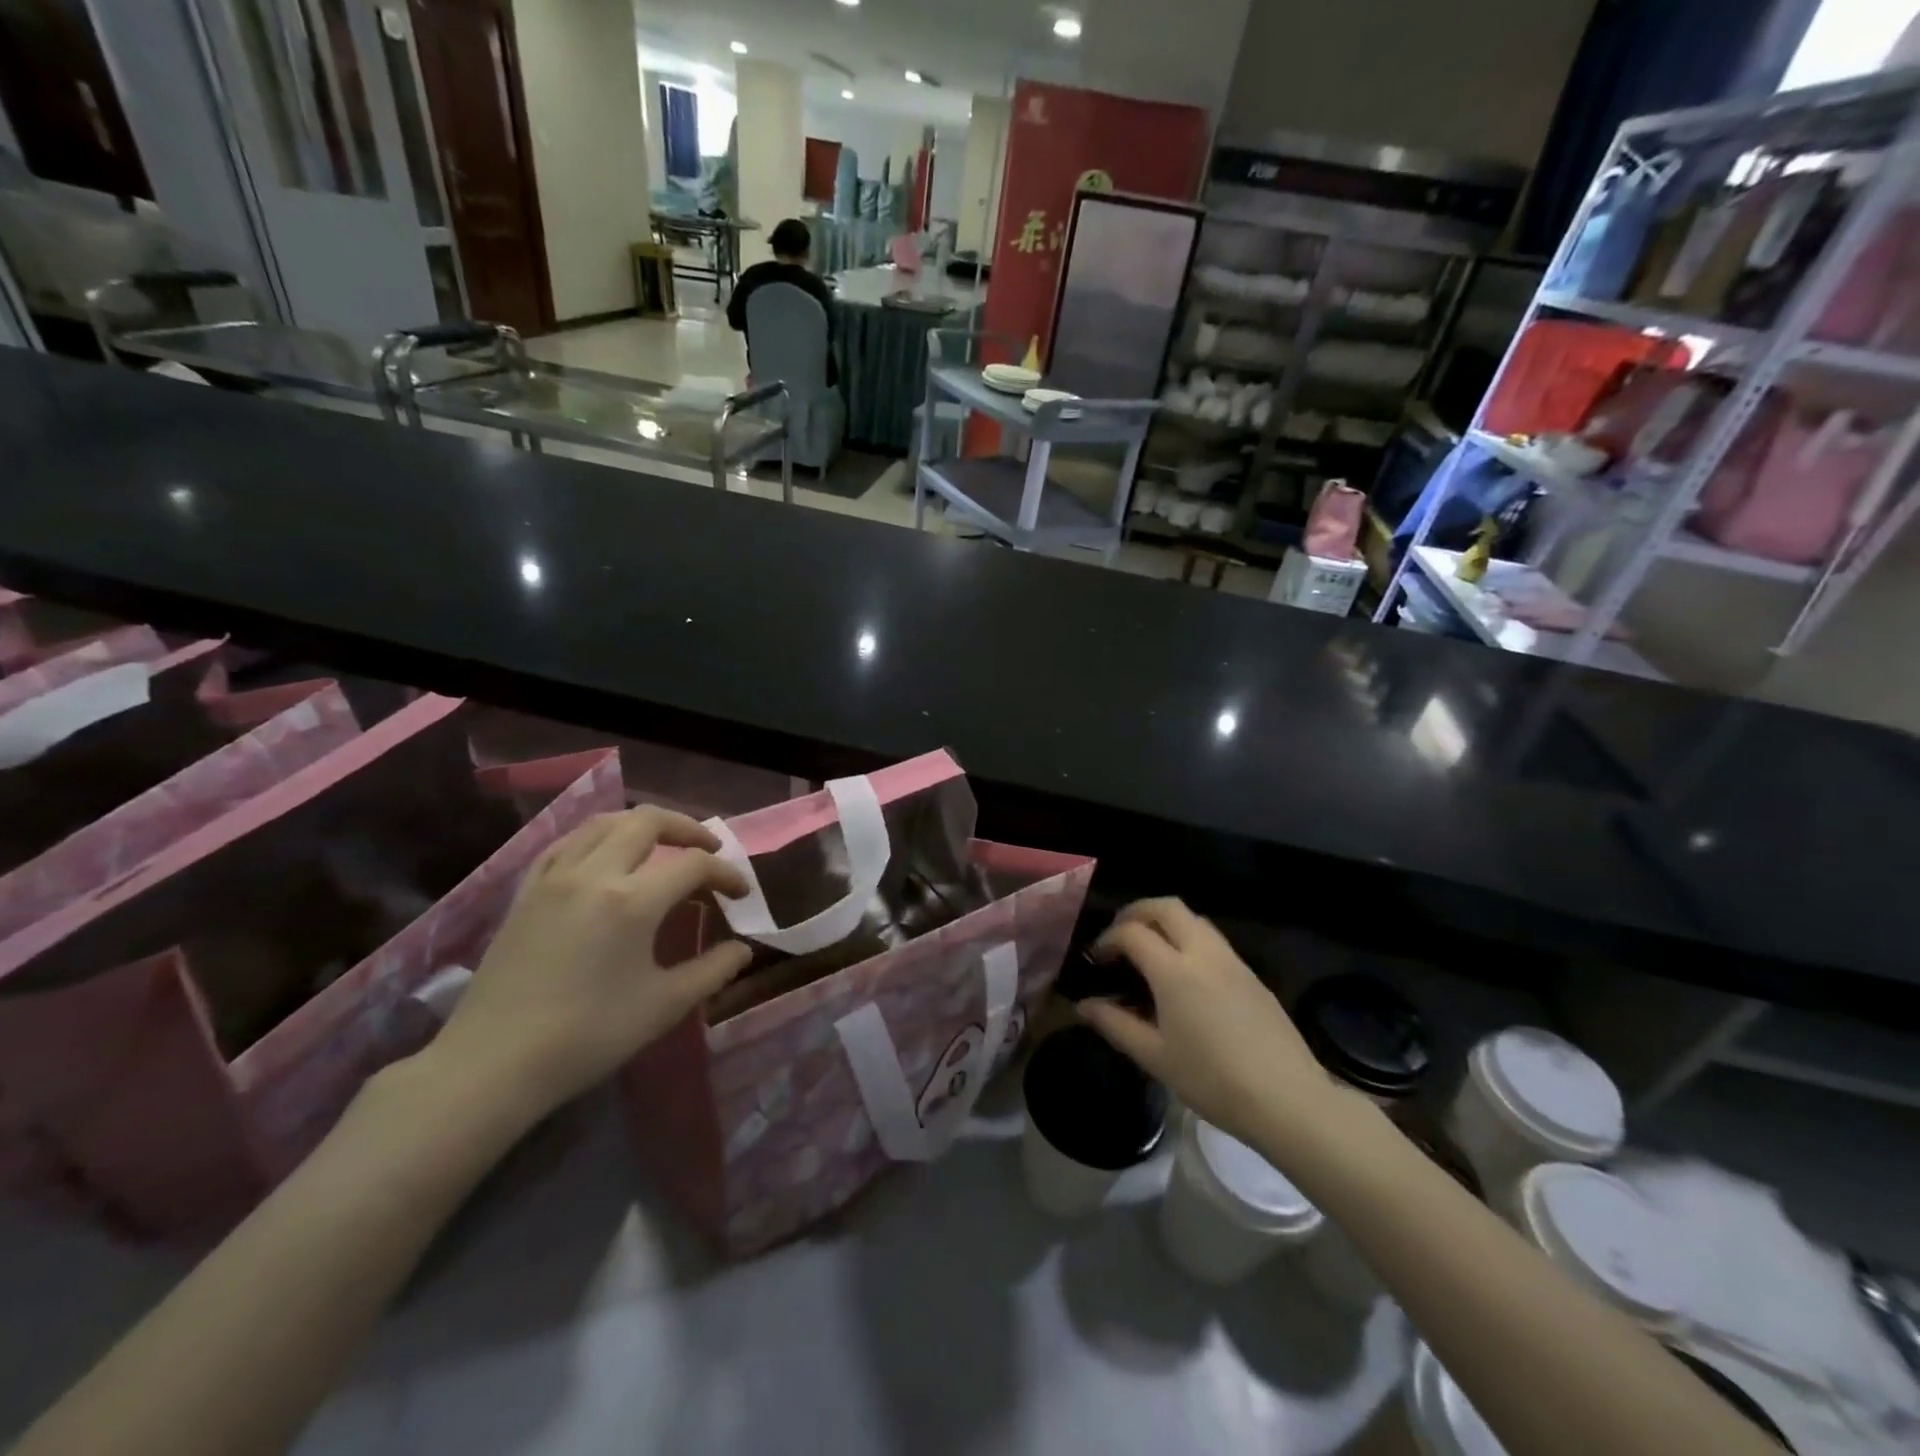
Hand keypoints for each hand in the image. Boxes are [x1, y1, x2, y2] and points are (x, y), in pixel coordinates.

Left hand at [428, 807, 750, 1123]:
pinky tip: (606, 856)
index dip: (726, 874)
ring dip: (642, 825)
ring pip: (604, 823)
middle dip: (687, 829)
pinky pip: (567, 843)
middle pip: (647, 822)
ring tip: (663, 844)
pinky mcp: (526, 892)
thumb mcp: (663, 1006)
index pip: (693, 865)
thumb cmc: (587, 1036)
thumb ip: (712, 971)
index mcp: (632, 901)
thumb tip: (742, 949)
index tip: (741, 895)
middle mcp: (593, 874)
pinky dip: (597, 838)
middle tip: (709, 850)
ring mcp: (554, 878)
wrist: (492, 1065)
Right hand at [1080, 899, 1352, 1151]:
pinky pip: (1214, 941)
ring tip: (1150, 952)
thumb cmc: (1213, 1080)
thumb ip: (1115, 1024)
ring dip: (1166, 922)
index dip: (1108, 939)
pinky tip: (1185, 976)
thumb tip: (1084, 1006)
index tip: (1097, 960)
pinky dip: (1190, 940)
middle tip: (1121, 936)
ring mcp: (1233, 962)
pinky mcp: (1252, 976)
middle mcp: (1204, 953)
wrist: (1288, 1099)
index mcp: (1174, 971)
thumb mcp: (1155, 1057)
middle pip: (1167, 907)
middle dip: (1137, 912)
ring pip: (1194, 919)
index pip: (1132, 932)